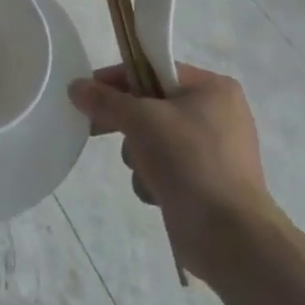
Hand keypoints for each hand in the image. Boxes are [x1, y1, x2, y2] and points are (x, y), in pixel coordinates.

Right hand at [68, 61, 277, 282]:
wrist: (229, 234)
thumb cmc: (189, 160)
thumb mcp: (140, 120)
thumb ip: (105, 100)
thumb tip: (75, 86)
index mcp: (212, 88)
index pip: (152, 70)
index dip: (116, 80)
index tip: (85, 94)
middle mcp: (217, 114)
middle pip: (151, 106)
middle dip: (127, 124)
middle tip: (95, 130)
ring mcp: (213, 150)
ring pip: (153, 138)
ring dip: (138, 155)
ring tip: (145, 172)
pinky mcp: (206, 182)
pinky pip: (165, 167)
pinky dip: (154, 177)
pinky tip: (156, 192)